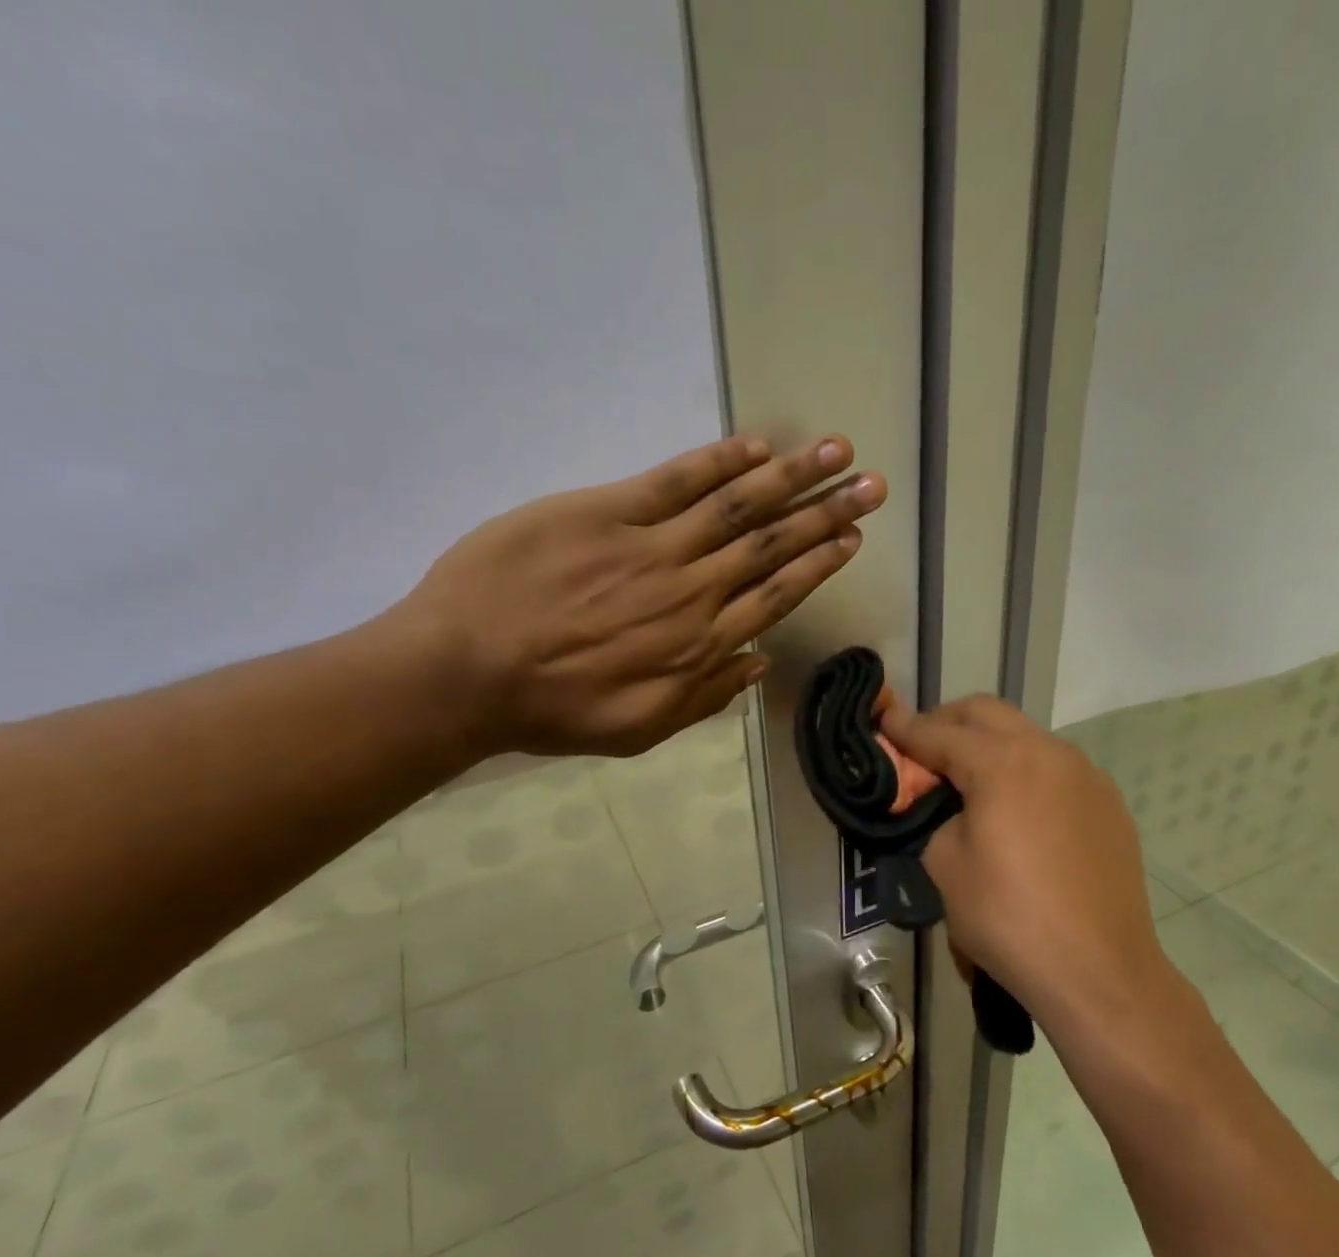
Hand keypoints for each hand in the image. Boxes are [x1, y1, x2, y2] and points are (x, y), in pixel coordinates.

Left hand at [394, 434, 884, 756]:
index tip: (853, 539)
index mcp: (699, 645)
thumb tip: (758, 661)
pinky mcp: (604, 512)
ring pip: (736, 506)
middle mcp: (691, 591)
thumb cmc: (553, 710)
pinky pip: (674, 481)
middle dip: (827, 513)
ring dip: (792, 477)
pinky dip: (718, 462)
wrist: (465, 672)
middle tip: (872, 487)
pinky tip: (756, 446)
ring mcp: (650, 547)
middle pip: (772, 545)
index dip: (819, 564)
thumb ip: (704, 696)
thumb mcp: (640, 728)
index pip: (776, 595)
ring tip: (836, 453)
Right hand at [878, 695, 1174, 1036]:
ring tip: (967, 780)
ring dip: (989, 744)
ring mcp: (1087, 775)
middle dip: (947, 722)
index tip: (882, 721)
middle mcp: (1050, 752)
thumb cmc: (1009, 919)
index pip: (940, 733)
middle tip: (921, 749)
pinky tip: (1016, 810)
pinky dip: (1025, 771)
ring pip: (1026, 736)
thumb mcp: (944, 865)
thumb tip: (941, 802)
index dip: (905, 728)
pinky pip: (1056, 768)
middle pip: (987, 714)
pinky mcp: (1108, 803)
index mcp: (1003, 762)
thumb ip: (932, 814)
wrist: (1098, 971)